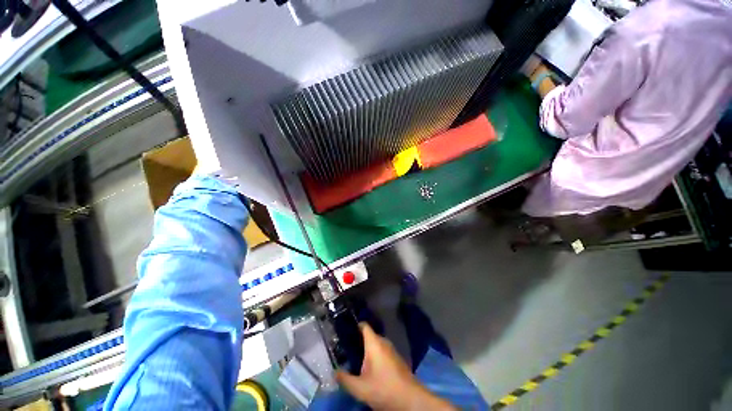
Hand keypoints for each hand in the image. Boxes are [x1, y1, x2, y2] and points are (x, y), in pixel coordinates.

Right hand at [336, 323, 455, 410]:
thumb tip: (334, 372)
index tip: (345, 330)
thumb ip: (345, 379)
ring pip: (376, 344)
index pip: (364, 326)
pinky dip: (375, 355)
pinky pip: (382, 351)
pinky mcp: (396, 358)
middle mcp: (384, 342)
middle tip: (346, 349)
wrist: (410, 399)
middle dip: (358, 341)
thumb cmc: (384, 389)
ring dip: (367, 349)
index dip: (355, 326)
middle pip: (369, 336)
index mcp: (374, 343)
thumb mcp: (360, 388)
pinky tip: (370, 368)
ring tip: (355, 358)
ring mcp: (392, 350)